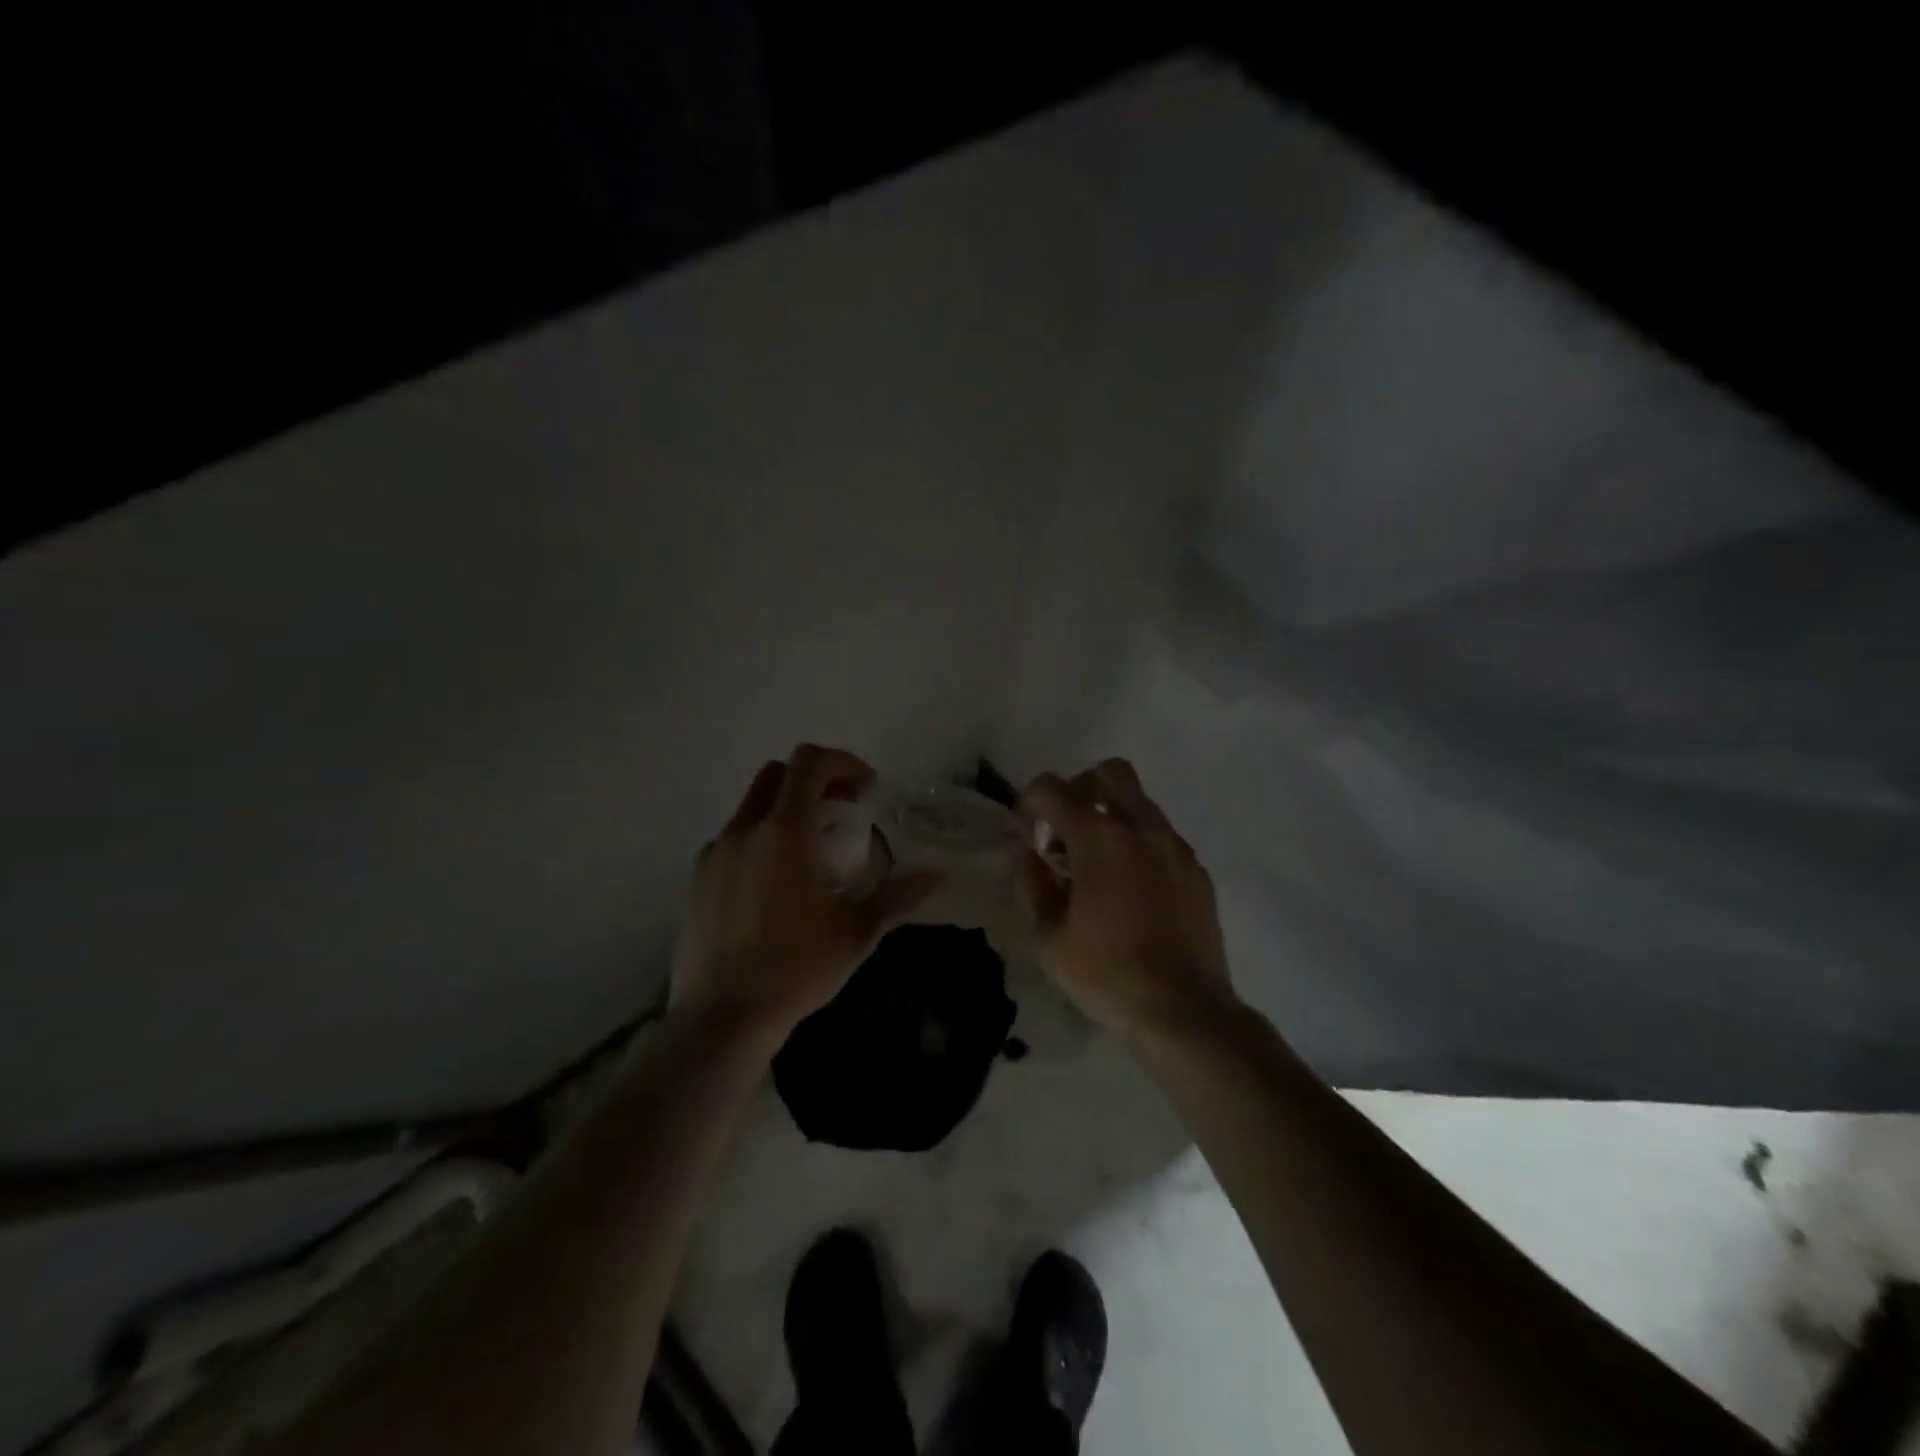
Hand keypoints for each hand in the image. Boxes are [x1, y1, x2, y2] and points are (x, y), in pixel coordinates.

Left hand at [670, 745, 944, 1042]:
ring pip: (752, 804)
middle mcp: (746, 829)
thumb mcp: (857, 932)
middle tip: (842, 810)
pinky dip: (760, 837)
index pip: (810, 762)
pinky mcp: (698, 877)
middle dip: (814, 779)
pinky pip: (734, 837)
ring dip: (786, 808)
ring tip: (811, 849)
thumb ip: (898, 895)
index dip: (842, 762)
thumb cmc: (797, 967)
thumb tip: (938, 876)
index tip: (865, 789)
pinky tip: (775, 880)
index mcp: (786, 831)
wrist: (724, 1016)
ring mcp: (715, 852)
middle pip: (778, 773)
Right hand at [1017, 758, 1235, 1037]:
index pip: (1052, 788)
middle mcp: (1140, 828)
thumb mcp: (1049, 936)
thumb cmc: (1107, 973)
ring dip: (1111, 816)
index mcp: (1099, 838)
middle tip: (1066, 830)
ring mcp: (1174, 846)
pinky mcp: (1196, 868)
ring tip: (1097, 864)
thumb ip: (1032, 882)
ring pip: (1139, 801)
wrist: (1183, 1009)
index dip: (1029, 803)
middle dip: (1079, 790)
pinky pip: (1161, 835)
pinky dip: (1138, 844)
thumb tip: (1027, 852)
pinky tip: (1131, 888)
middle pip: (1108, 772)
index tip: (1026, 834)